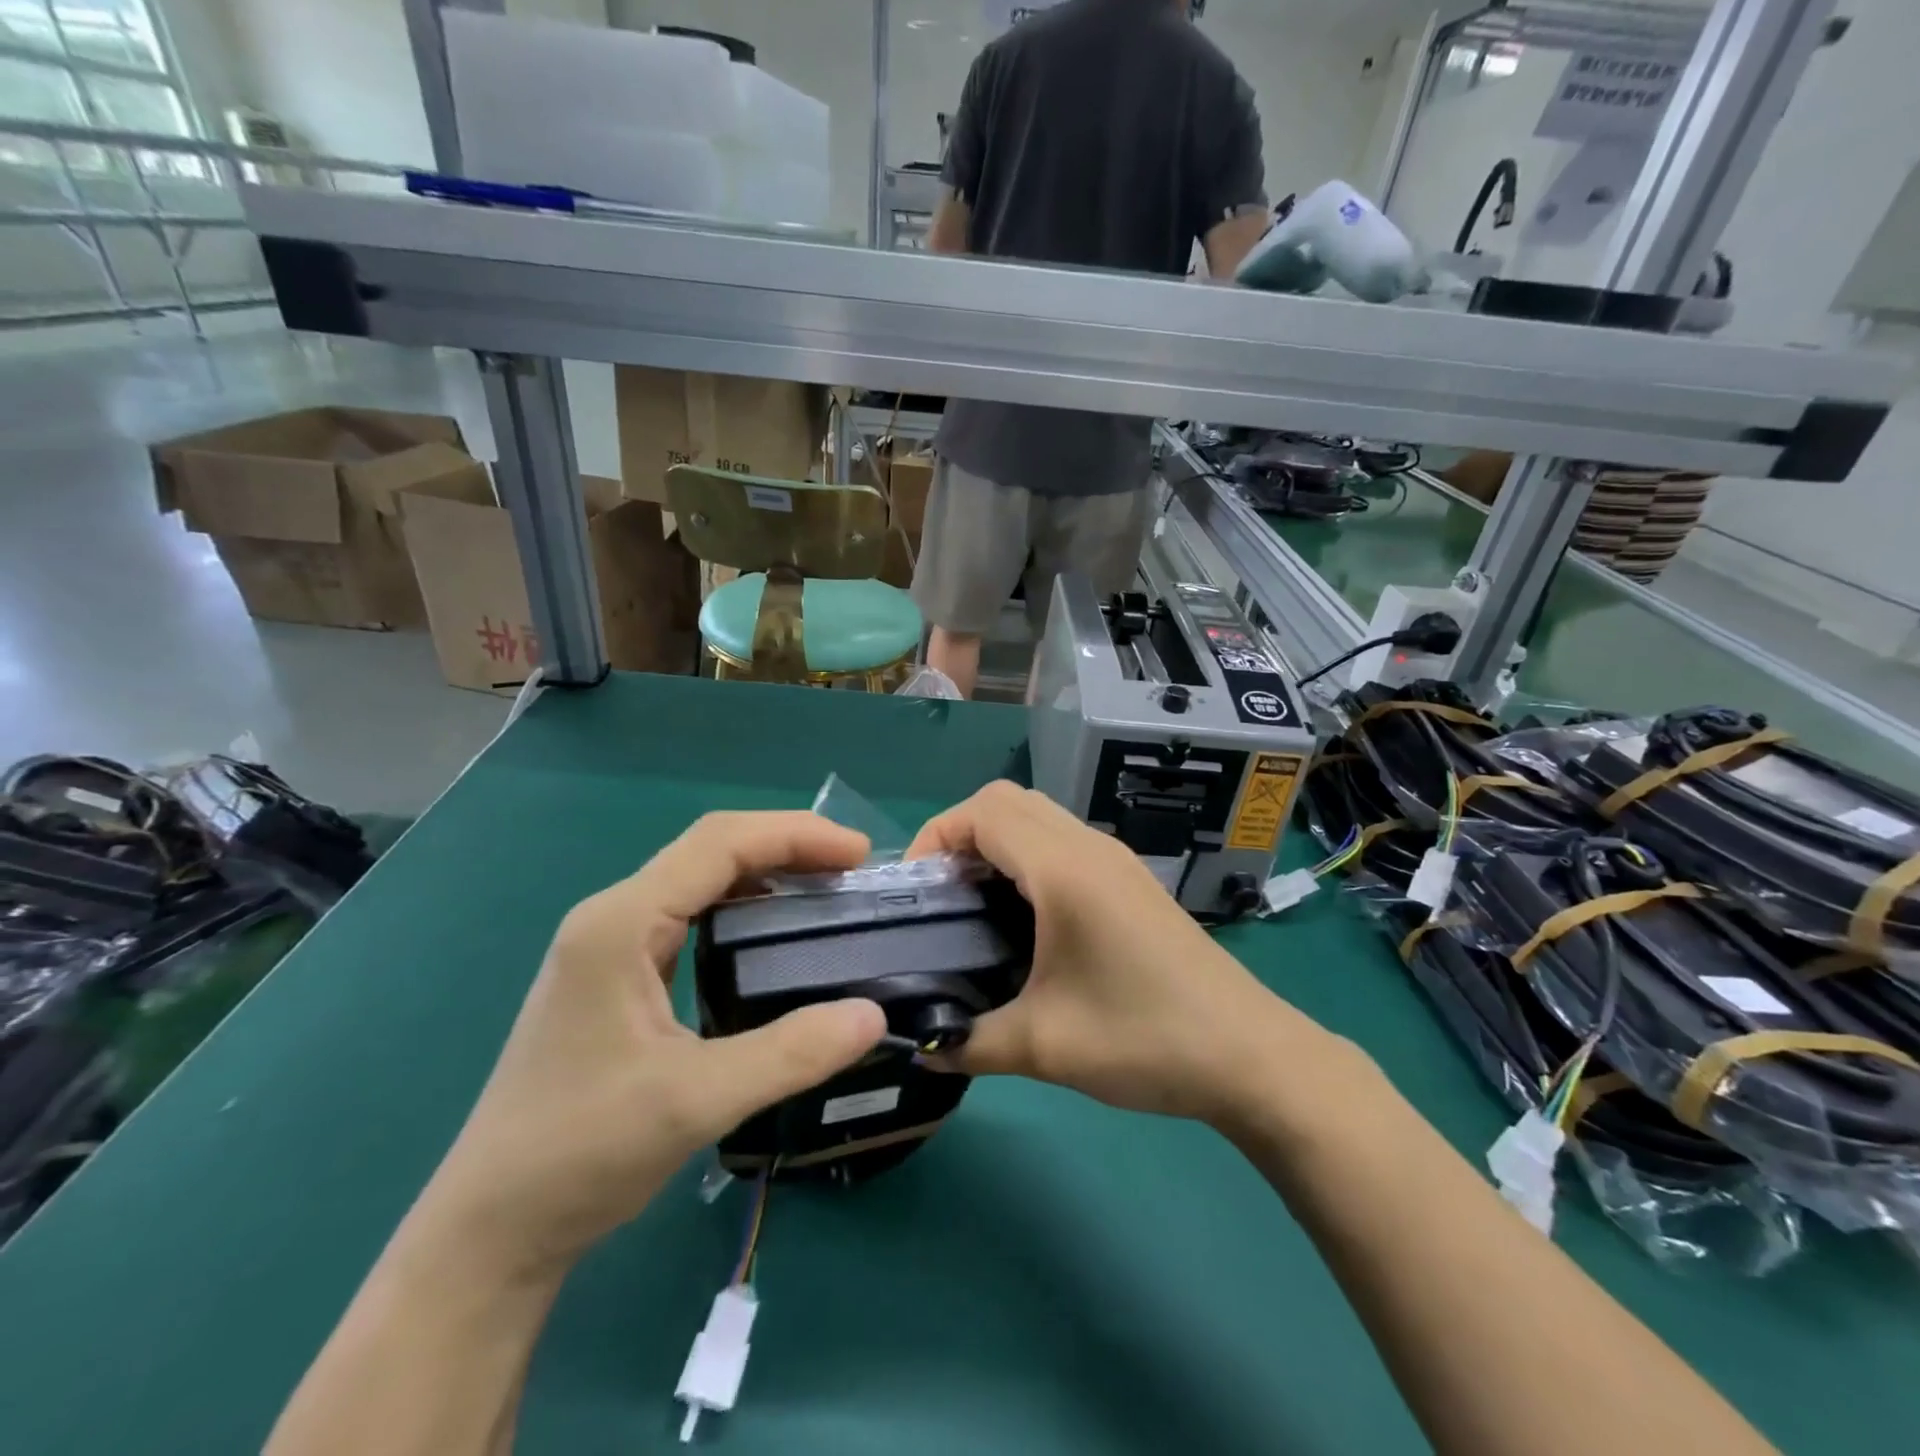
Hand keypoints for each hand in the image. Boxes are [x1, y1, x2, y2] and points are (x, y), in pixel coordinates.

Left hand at [421, 812, 887, 1276]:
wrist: (491, 1228)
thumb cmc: (580, 1153)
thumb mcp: (694, 1102)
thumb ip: (789, 1054)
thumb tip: (873, 1016)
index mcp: (621, 923)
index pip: (719, 843)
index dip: (795, 835)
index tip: (858, 855)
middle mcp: (614, 917)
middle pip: (711, 849)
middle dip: (787, 846)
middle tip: (853, 870)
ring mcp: (611, 945)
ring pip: (701, 880)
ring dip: (767, 873)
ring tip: (826, 891)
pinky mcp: (618, 975)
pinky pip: (692, 916)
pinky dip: (745, 908)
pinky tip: (776, 936)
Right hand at [906, 783, 1330, 1123]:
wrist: (1250, 1055)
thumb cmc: (1144, 1038)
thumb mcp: (1044, 1047)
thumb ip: (968, 1042)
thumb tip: (918, 1047)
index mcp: (1064, 870)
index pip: (983, 811)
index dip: (937, 836)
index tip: (917, 890)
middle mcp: (1089, 848)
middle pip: (1008, 801)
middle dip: (961, 834)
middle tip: (941, 896)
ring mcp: (1116, 860)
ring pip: (1038, 816)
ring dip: (996, 843)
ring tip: (973, 906)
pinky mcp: (1130, 881)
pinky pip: (1063, 841)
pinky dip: (1027, 856)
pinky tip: (1024, 918)